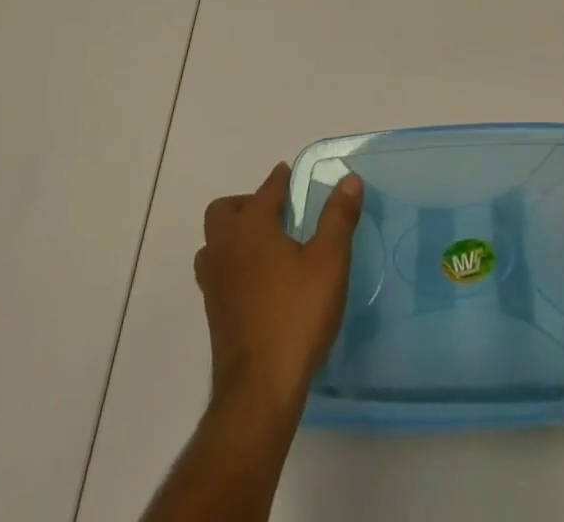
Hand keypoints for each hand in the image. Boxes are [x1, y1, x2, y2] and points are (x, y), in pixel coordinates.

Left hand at [194, 163, 364, 413]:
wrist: (259, 389)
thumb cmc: (296, 315)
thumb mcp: (329, 261)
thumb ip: (338, 217)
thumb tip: (349, 179)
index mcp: (252, 227)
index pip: (265, 190)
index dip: (279, 180)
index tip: (288, 175)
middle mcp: (226, 247)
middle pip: (224, 211)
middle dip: (247, 204)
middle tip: (275, 213)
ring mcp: (215, 282)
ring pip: (214, 243)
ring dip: (234, 235)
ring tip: (264, 245)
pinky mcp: (214, 312)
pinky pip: (217, 272)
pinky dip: (232, 264)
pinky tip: (256, 281)